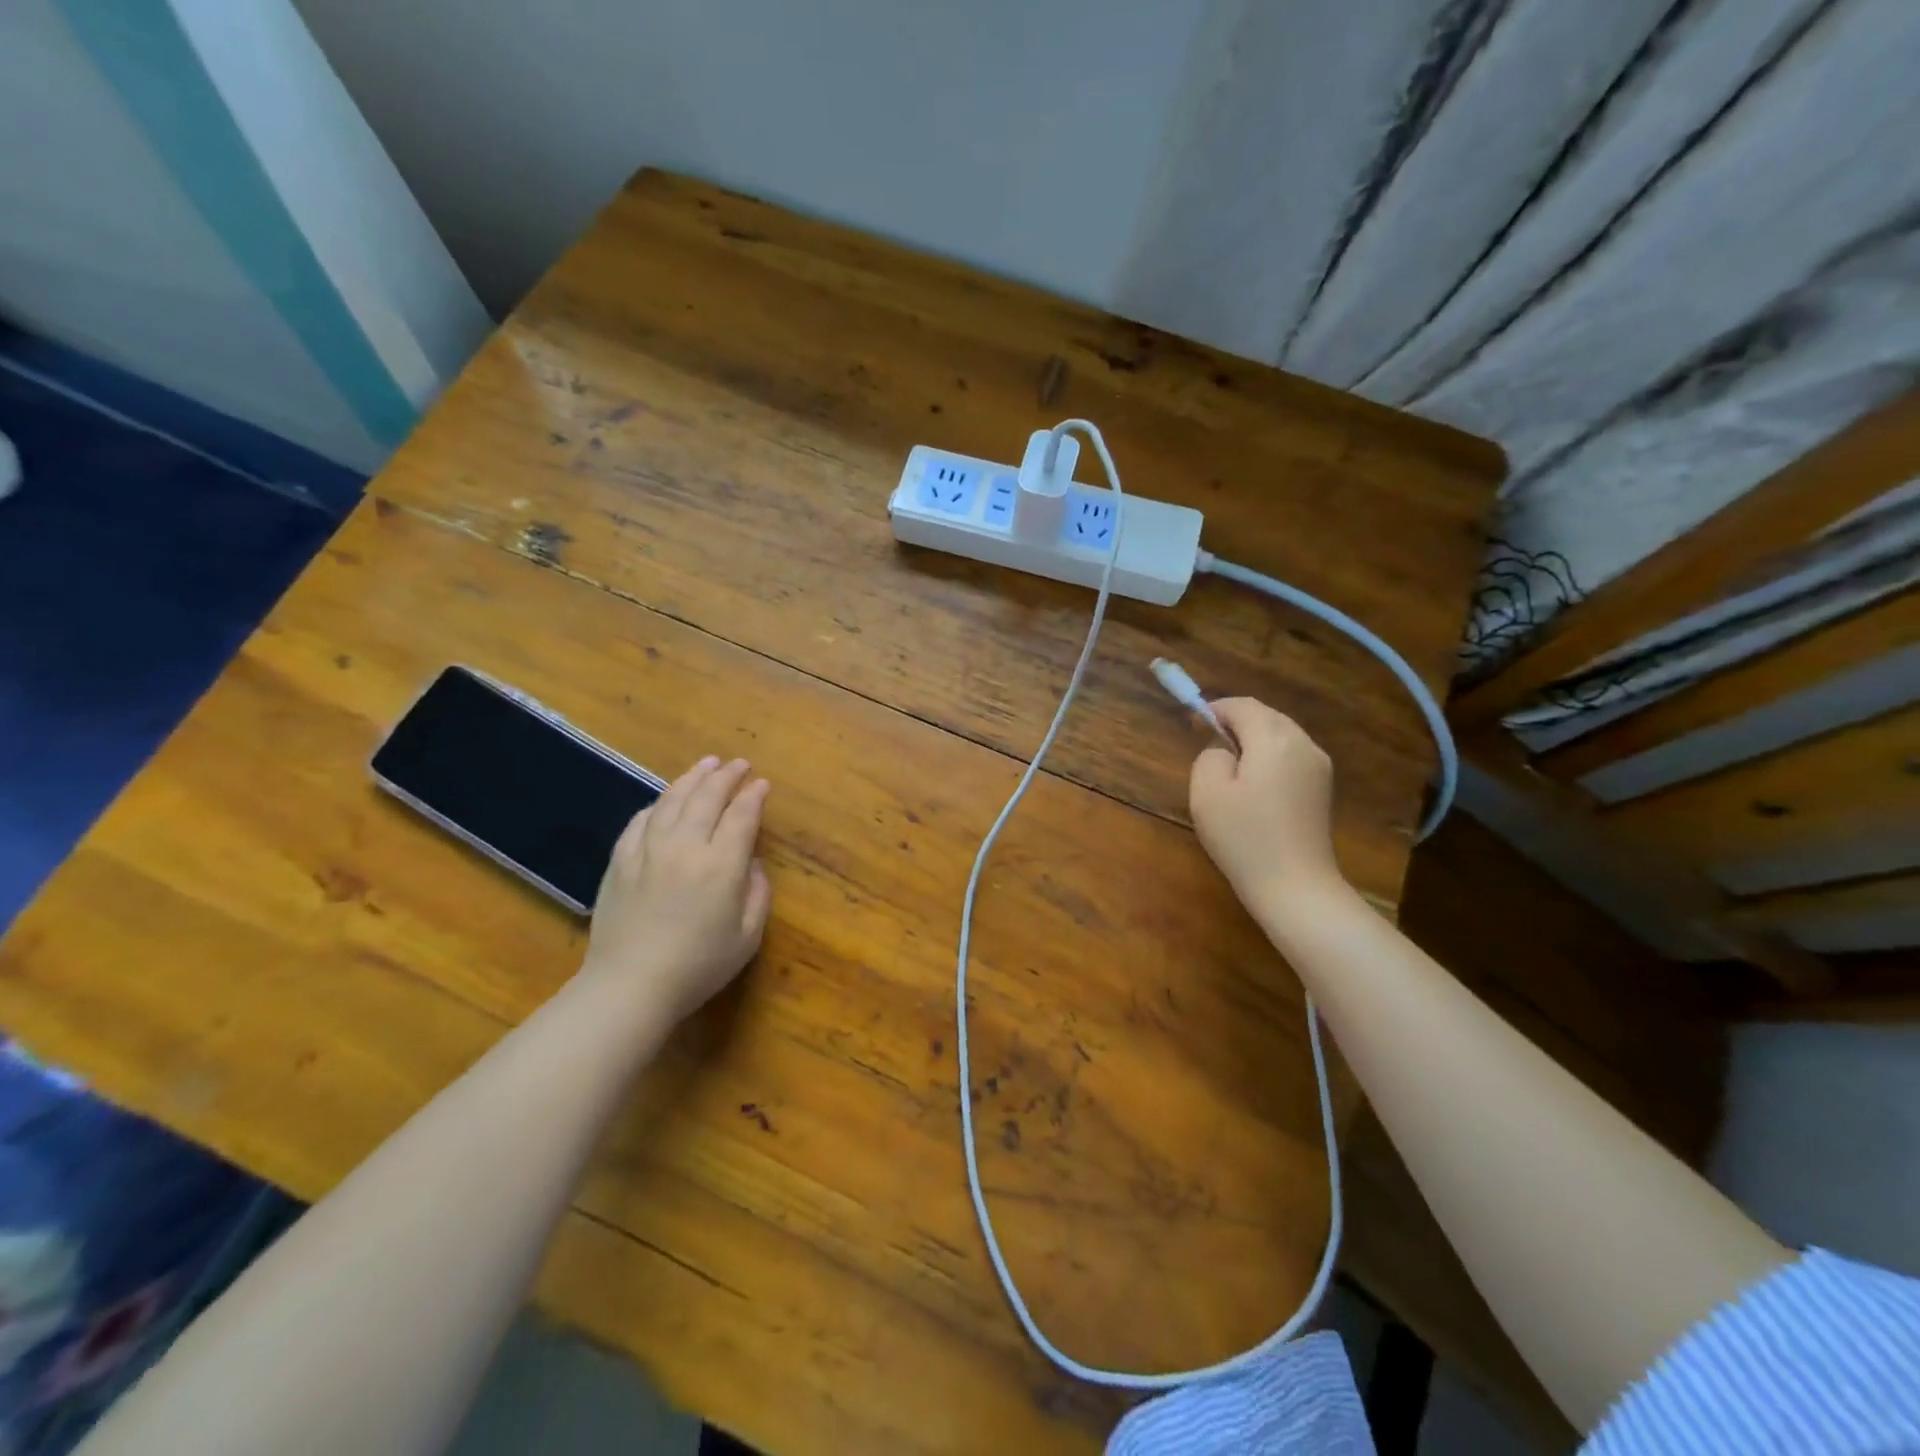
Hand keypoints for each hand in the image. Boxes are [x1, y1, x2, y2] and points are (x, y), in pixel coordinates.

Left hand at [580, 756, 772, 1025]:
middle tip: (738, 764)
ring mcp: (648, 850)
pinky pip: (641, 820)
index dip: (753, 796)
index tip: (762, 784)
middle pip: (707, 798)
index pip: (741, 816)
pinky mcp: (620, 861)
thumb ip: (757, 893)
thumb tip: (752, 863)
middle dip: (726, 776)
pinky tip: (665, 800)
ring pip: (672, 801)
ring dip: (692, 778)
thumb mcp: (747, 937)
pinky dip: (657, 804)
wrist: (630, 986)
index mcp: (720, 865)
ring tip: (706, 764)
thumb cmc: (698, 966)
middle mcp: (685, 847)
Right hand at [1189, 698, 1343, 918]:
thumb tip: (1224, 750)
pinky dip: (1270, 758)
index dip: (1216, 709)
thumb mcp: (1207, 792)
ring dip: (1254, 740)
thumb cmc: (1244, 837)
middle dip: (1237, 722)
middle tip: (1208, 742)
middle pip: (1267, 716)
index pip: (1243, 706)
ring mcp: (1319, 768)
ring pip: (1282, 736)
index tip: (1193, 723)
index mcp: (1274, 739)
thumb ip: (1209, 756)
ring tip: (1229, 765)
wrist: (1295, 887)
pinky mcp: (1323, 790)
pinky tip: (1254, 785)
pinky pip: (1292, 757)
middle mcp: (1303, 744)